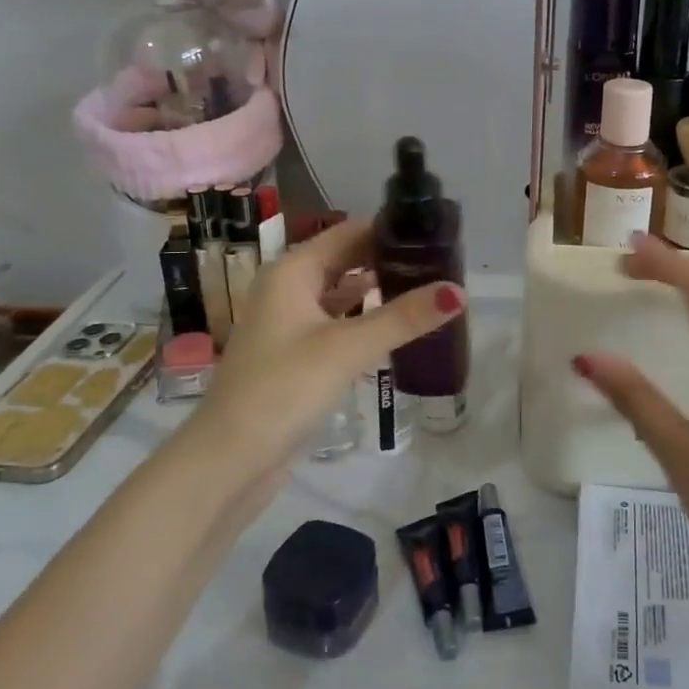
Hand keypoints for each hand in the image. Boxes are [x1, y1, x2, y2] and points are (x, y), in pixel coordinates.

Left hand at [183, 217, 463, 480]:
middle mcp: (288, 289)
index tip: (435, 230)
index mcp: (292, 271)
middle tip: (442, 260)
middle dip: (389, 259)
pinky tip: (398, 327)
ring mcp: (289, 323)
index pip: (349, 232)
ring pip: (342, 293)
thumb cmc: (284, 389)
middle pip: (346, 260)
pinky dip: (365, 319)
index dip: (390, 228)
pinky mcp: (296, 355)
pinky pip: (338, 323)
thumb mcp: (348, 348)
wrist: (229, 460)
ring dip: (379, 290)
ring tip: (428, 287)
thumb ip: (404, 317)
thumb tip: (459, 291)